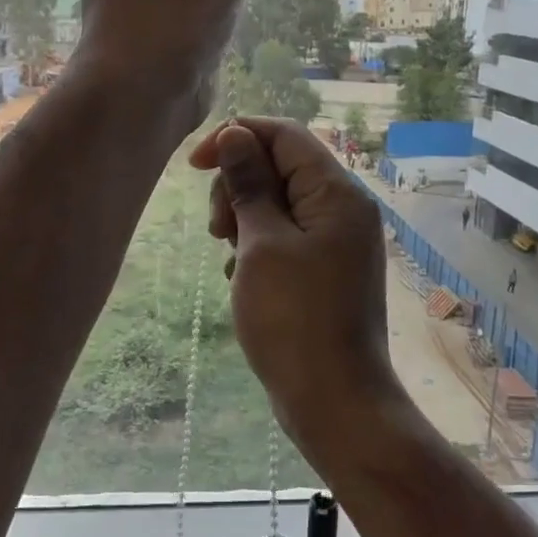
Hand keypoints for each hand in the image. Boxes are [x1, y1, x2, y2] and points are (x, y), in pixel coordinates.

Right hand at [189, 118, 404, 463]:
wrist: (334, 401)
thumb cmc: (293, 319)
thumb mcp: (261, 244)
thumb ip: (249, 184)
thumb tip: (235, 135)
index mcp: (337, 193)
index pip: (284, 135)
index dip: (236, 137)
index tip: (193, 165)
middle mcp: (344, 209)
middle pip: (280, 167)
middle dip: (238, 186)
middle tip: (217, 230)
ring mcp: (337, 242)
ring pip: (278, 204)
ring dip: (244, 219)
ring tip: (229, 257)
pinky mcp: (326, 270)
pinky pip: (286, 237)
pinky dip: (258, 247)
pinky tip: (242, 279)